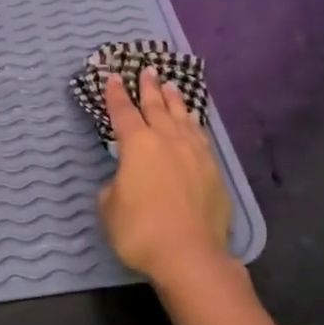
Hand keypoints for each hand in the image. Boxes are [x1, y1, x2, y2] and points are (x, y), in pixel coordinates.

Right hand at [97, 67, 233, 284]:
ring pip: (183, 118)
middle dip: (149, 88)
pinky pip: (201, 137)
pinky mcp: (214, 171)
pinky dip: (194, 125)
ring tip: (171, 87)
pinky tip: (193, 124)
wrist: (190, 254)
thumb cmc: (140, 231)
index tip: (114, 77)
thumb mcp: (109, 208)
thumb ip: (114, 187)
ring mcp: (195, 154)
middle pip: (157, 107)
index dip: (116, 95)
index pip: (123, 112)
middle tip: (147, 70)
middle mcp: (168, 140)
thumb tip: (124, 182)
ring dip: (175, 101)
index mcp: (138, 145)